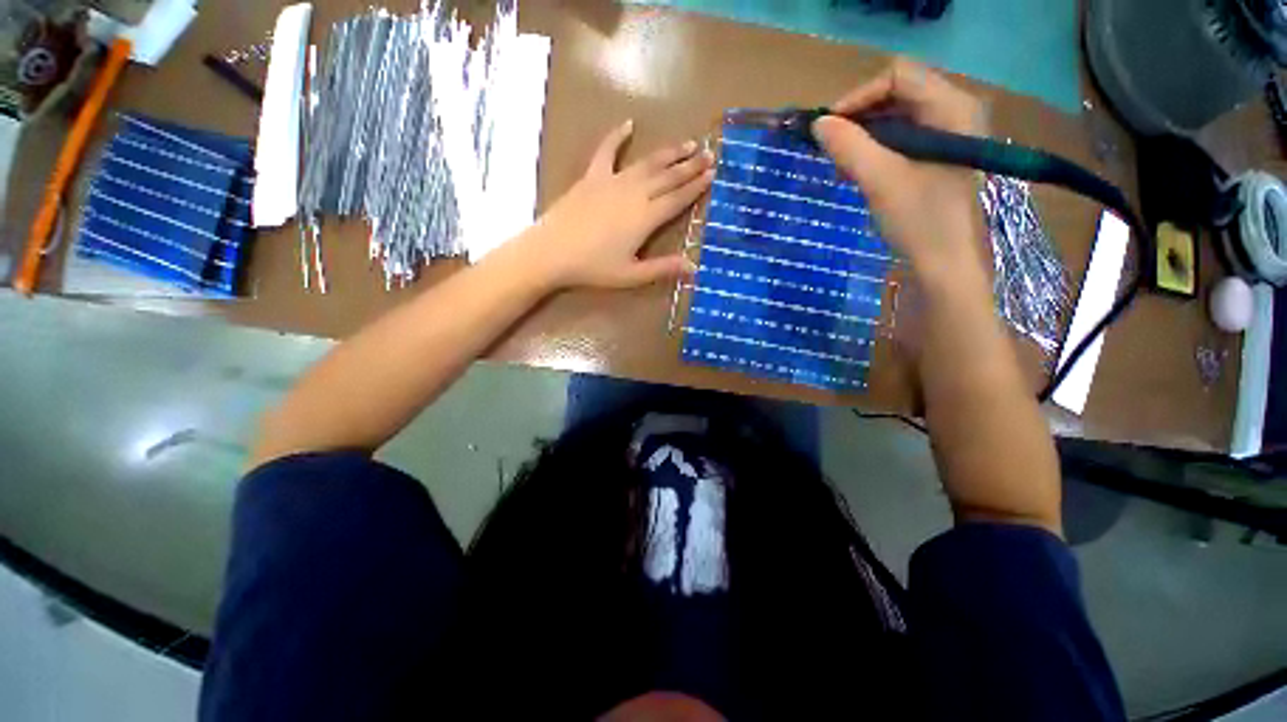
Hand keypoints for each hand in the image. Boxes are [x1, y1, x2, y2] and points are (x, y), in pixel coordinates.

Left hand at [521, 120, 713, 289]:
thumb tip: (693, 267)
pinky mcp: (592, 177)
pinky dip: (616, 137)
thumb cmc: (593, 267)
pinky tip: (628, 125)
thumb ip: (662, 268)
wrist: (552, 252)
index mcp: (646, 218)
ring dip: (668, 153)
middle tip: (708, 154)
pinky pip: (606, 151)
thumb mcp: (631, 275)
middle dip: (690, 165)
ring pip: (647, 163)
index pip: (678, 199)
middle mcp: (634, 193)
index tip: (712, 174)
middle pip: (668, 177)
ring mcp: (612, 181)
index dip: (696, 187)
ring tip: (686, 144)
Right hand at [811, 60, 988, 293]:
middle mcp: (953, 111)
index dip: (859, 96)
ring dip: (863, 138)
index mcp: (951, 107)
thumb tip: (818, 125)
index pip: (898, 76)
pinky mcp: (936, 156)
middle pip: (897, 94)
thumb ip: (848, 147)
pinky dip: (874, 152)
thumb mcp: (880, 180)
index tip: (829, 128)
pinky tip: (857, 173)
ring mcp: (946, 134)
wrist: (944, 262)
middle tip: (833, 149)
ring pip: (895, 118)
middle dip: (859, 119)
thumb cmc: (919, 220)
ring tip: (842, 166)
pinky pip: (900, 140)